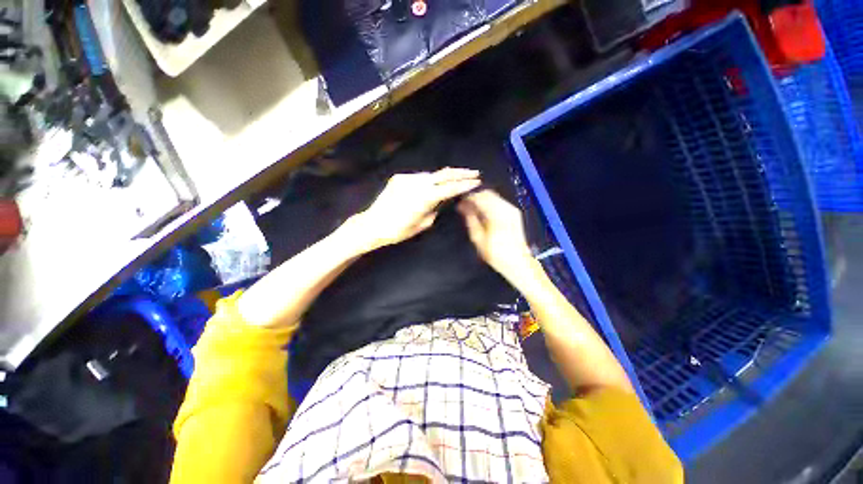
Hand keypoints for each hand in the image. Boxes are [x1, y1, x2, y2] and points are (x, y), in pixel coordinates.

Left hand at [354, 168, 480, 250]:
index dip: (465, 184)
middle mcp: (417, 183)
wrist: (373, 224)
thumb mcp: (422, 224)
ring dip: (444, 176)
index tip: (477, 182)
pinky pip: (419, 177)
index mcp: (425, 198)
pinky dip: (429, 180)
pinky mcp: (400, 178)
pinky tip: (433, 184)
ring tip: (456, 178)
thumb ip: (435, 210)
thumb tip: (441, 201)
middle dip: (460, 173)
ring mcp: (407, 178)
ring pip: (431, 175)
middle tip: (474, 172)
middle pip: (443, 174)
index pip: (450, 188)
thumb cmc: (398, 230)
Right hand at [457, 189, 534, 281]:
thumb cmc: (496, 254)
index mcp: (496, 214)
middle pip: (487, 194)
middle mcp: (506, 208)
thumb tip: (463, 207)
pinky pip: (499, 201)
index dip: (468, 198)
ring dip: (481, 200)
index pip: (480, 197)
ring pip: (493, 196)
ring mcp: (512, 210)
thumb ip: (470, 219)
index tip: (460, 203)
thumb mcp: (478, 238)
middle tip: (464, 206)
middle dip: (474, 198)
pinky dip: (489, 203)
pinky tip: (483, 212)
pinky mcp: (514, 213)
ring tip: (472, 210)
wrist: (517, 262)